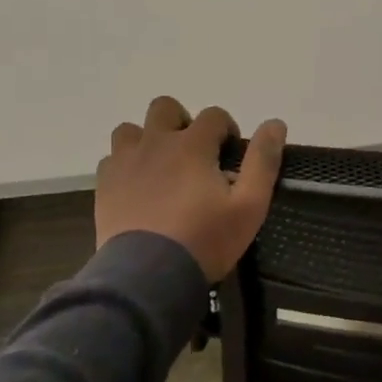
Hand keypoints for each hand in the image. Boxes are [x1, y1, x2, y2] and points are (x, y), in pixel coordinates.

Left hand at [95, 97, 285, 280]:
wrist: (149, 274)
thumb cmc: (205, 239)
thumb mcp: (249, 206)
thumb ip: (263, 161)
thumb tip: (276, 124)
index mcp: (192, 145)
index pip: (213, 115)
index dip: (226, 129)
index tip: (230, 154)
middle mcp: (155, 143)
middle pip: (165, 108)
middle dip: (183, 122)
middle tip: (194, 155)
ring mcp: (125, 162)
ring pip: (131, 130)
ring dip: (148, 139)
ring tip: (161, 168)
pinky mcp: (105, 184)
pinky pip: (112, 159)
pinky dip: (126, 165)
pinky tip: (138, 187)